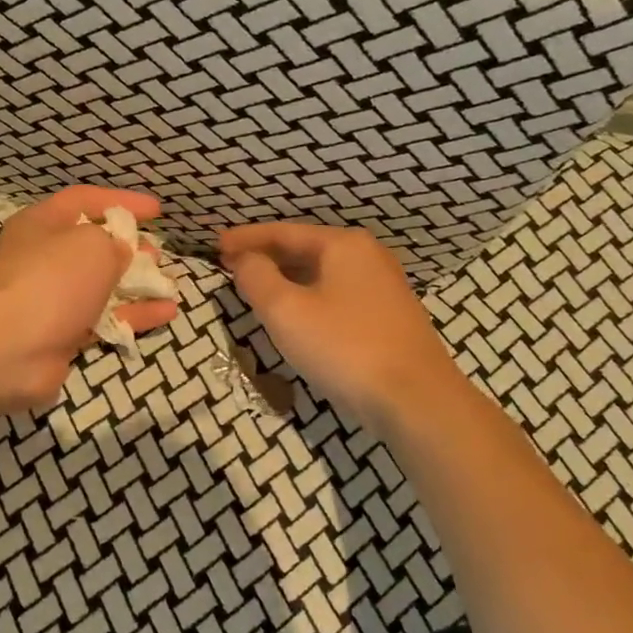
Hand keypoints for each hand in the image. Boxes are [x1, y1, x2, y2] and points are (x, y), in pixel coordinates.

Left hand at [0, 186, 178, 411]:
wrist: (6, 349)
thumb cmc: (50, 280)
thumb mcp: (92, 244)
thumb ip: (113, 242)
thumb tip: (118, 254)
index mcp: (40, 225)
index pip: (84, 201)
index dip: (121, 202)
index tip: (156, 212)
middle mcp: (43, 259)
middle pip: (91, 246)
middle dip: (127, 248)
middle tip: (157, 253)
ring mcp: (51, 300)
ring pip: (101, 286)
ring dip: (135, 284)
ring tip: (168, 283)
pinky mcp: (61, 336)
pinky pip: (104, 320)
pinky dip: (134, 315)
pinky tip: (167, 313)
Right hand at [220, 222, 460, 428]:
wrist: (417, 400)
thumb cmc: (344, 347)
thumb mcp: (285, 310)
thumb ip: (257, 277)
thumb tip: (245, 260)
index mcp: (343, 245)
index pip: (283, 232)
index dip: (246, 238)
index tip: (216, 245)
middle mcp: (368, 256)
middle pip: (304, 249)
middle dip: (266, 257)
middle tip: (231, 266)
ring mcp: (383, 287)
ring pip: (321, 274)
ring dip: (286, 278)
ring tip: (256, 289)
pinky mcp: (389, 317)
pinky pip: (336, 295)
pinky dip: (308, 296)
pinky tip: (295, 314)